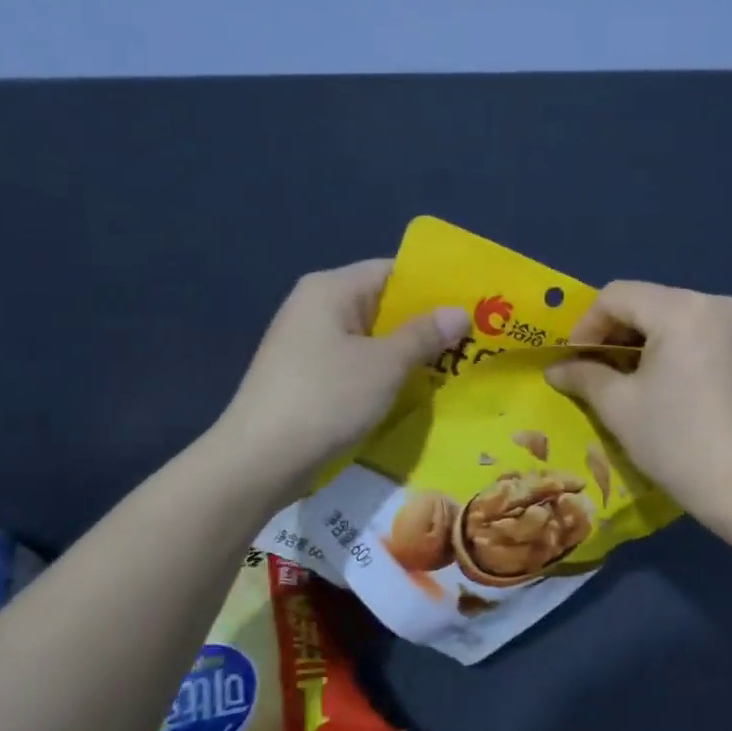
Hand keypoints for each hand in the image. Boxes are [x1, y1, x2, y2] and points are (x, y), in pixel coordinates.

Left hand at [216, 260, 467, 485]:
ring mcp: (307, 343)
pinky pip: (355, 363)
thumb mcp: (385, 364)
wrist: (259, 459)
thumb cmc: (326, 398)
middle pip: (382, 304)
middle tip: (472, 341)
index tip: (472, 306)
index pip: (392, 272)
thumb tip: (460, 312)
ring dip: (407, 353)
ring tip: (452, 367)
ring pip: (370, 338)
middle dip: (425, 324)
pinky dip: (383, 373)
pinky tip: (413, 391)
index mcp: (331, 289)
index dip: (433, 287)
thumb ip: (424, 334)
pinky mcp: (306, 376)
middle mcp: (316, 307)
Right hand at [546, 281, 731, 526]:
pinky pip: (713, 335)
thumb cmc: (676, 442)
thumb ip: (583, 376)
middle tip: (603, 371)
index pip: (617, 296)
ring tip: (642, 380)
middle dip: (620, 332)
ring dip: (654, 340)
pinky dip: (688, 350)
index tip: (576, 361)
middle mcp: (720, 304)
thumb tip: (556, 368)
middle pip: (652, 302)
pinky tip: (683, 388)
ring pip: (684, 317)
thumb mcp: (618, 407)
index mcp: (682, 309)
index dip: (587, 325)